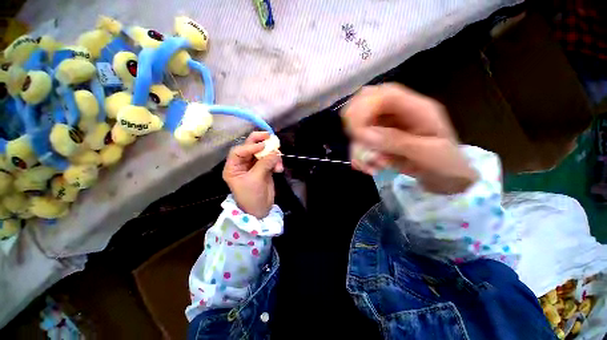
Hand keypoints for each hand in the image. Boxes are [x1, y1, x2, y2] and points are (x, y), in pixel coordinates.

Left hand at [223, 132, 282, 217]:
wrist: (261, 210)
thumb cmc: (252, 197)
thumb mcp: (255, 180)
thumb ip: (264, 164)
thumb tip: (275, 152)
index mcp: (233, 167)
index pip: (239, 151)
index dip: (250, 146)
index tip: (263, 146)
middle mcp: (243, 164)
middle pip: (250, 148)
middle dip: (260, 142)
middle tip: (270, 136)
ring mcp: (255, 166)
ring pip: (263, 153)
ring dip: (272, 155)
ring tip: (278, 162)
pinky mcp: (264, 168)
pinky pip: (270, 160)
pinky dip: (276, 162)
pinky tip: (279, 169)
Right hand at [342, 83, 477, 193]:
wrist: (447, 177)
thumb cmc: (446, 164)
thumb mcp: (427, 154)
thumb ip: (397, 142)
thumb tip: (365, 135)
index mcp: (418, 108)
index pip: (385, 94)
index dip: (364, 108)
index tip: (356, 133)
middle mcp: (398, 112)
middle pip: (365, 102)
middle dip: (354, 124)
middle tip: (357, 144)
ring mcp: (387, 125)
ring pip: (358, 125)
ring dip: (359, 148)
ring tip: (372, 167)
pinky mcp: (379, 137)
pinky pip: (360, 142)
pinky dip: (359, 156)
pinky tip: (369, 167)